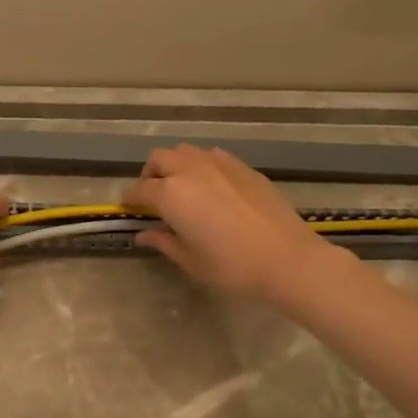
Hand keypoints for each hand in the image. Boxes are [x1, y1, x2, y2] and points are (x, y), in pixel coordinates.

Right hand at [123, 145, 348, 304]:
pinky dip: (203, 165)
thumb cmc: (232, 266)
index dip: (130, 199)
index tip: (130, 209)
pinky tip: (213, 186)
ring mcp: (219, 165)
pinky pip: (213, 156)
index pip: (139, 189)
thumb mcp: (190, 260)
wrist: (288, 259)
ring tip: (183, 187)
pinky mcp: (244, 168)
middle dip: (151, 174)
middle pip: (159, 159)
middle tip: (155, 197)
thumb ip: (164, 242)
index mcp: (170, 194)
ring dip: (176, 165)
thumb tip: (144, 234)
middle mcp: (190, 171)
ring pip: (186, 151)